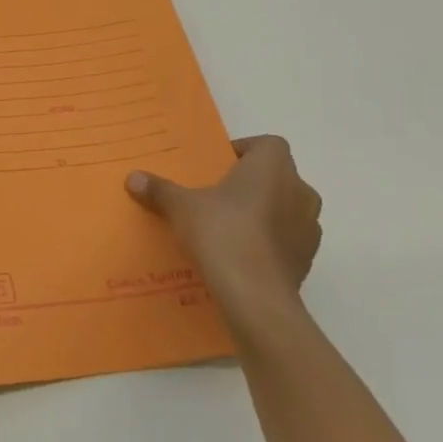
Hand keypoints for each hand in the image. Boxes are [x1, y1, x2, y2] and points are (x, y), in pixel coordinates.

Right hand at [127, 135, 320, 315]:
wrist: (255, 296)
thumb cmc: (222, 233)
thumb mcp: (181, 207)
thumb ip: (160, 189)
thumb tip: (133, 177)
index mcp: (273, 167)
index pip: (267, 145)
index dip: (244, 151)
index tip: (218, 168)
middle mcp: (300, 190)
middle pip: (277, 177)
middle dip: (252, 184)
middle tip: (219, 197)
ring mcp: (309, 228)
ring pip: (286, 209)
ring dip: (264, 214)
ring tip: (229, 228)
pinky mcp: (307, 260)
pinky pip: (287, 241)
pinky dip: (269, 243)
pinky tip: (241, 256)